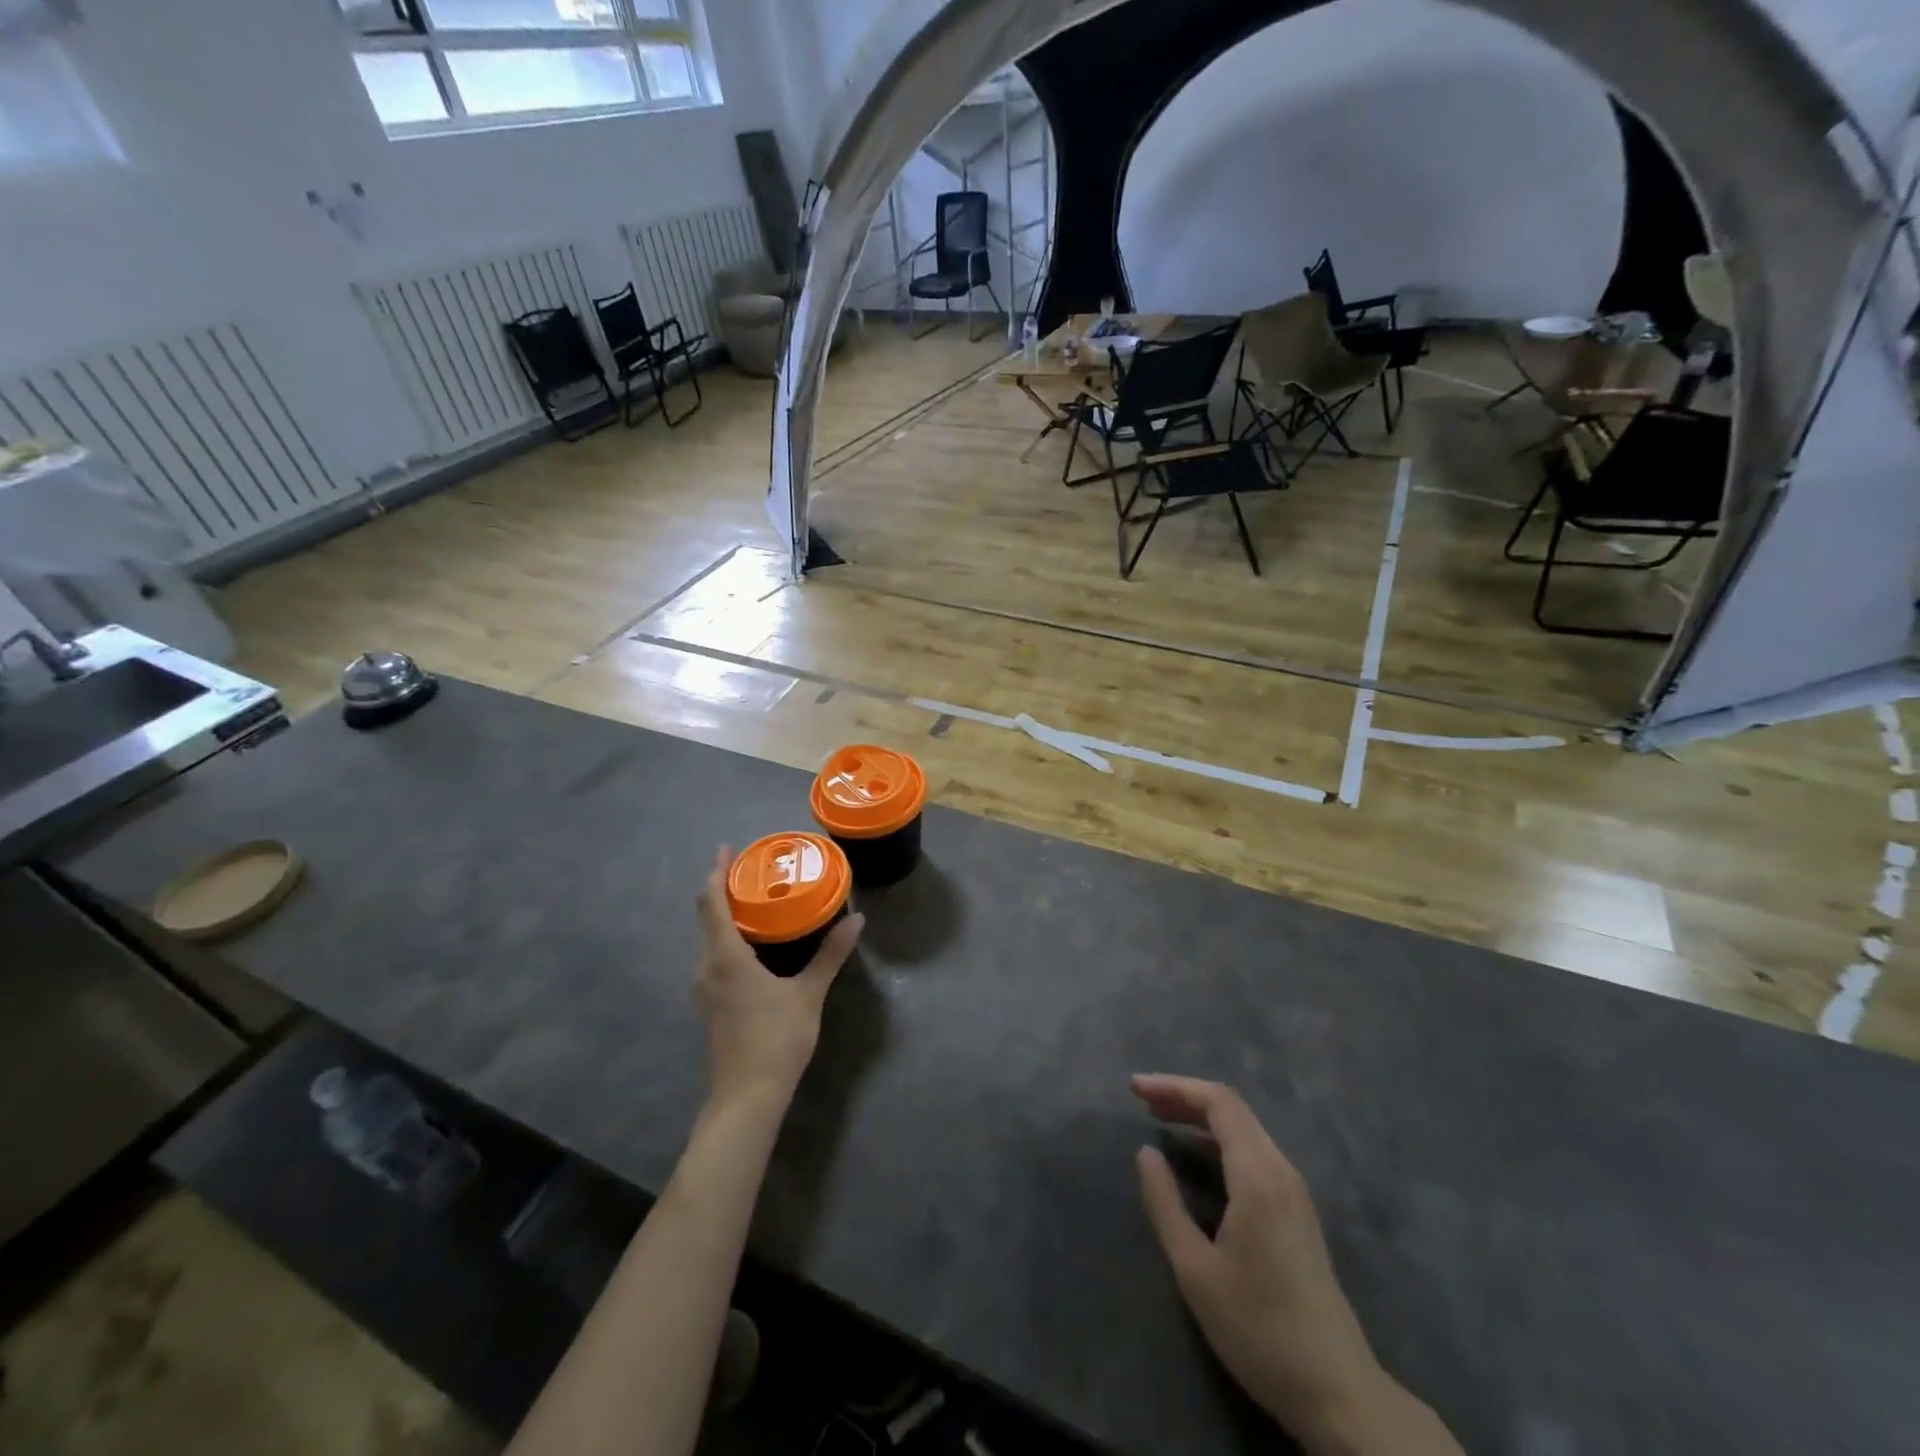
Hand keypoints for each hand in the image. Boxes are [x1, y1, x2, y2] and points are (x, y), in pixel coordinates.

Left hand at [694, 847, 863, 1113]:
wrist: (746, 1097)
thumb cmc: (776, 1039)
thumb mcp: (809, 993)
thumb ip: (830, 954)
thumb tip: (857, 920)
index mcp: (725, 957)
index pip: (711, 903)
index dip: (716, 873)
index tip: (726, 850)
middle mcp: (706, 968)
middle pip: (707, 919)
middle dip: (724, 892)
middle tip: (753, 874)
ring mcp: (703, 990)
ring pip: (710, 942)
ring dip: (726, 919)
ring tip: (756, 905)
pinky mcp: (708, 1007)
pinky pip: (714, 960)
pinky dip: (728, 942)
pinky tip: (753, 948)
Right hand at [1132, 1075, 1383, 1443]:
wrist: (1339, 1393)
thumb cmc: (1260, 1330)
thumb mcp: (1196, 1271)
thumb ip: (1165, 1204)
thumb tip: (1146, 1152)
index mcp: (1258, 1177)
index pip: (1219, 1102)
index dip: (1174, 1086)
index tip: (1135, 1089)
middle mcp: (1281, 1171)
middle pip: (1233, 1109)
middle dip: (1184, 1096)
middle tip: (1142, 1100)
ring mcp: (1295, 1191)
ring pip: (1245, 1129)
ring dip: (1201, 1117)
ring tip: (1160, 1120)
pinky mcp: (1298, 1211)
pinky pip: (1254, 1152)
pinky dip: (1219, 1140)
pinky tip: (1197, 1157)